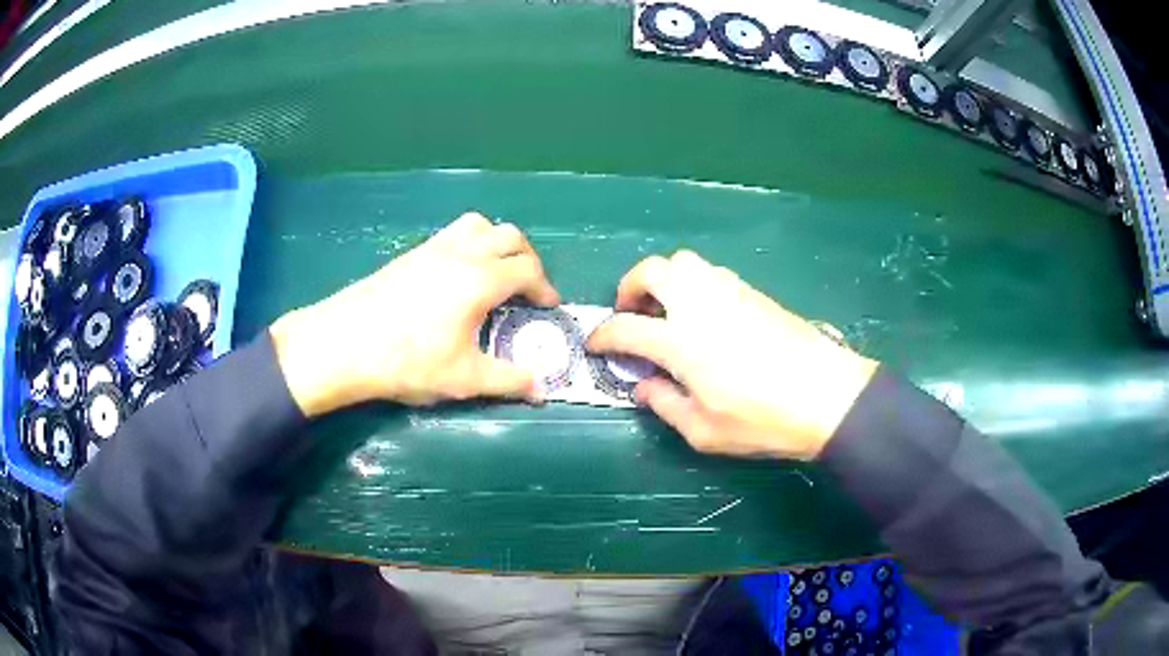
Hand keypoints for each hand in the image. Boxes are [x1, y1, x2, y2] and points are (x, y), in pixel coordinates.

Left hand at [271, 213, 559, 416]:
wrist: (344, 343)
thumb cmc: (407, 361)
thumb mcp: (464, 378)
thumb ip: (509, 380)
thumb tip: (542, 389)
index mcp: (480, 279)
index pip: (528, 270)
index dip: (545, 287)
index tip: (548, 307)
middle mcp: (461, 253)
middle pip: (510, 237)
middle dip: (528, 259)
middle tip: (527, 288)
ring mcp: (433, 248)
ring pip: (479, 225)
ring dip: (497, 243)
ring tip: (495, 273)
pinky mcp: (411, 253)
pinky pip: (453, 233)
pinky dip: (471, 243)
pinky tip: (457, 276)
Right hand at [587, 251, 876, 460]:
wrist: (827, 395)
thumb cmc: (762, 419)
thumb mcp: (704, 430)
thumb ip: (665, 404)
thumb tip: (644, 387)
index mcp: (680, 340)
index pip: (625, 327)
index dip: (602, 335)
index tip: (595, 344)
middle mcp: (699, 304)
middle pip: (652, 271)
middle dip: (630, 287)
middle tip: (631, 314)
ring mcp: (729, 292)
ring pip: (684, 263)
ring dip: (664, 280)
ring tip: (667, 311)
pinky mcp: (753, 292)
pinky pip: (711, 274)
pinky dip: (693, 285)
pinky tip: (703, 315)